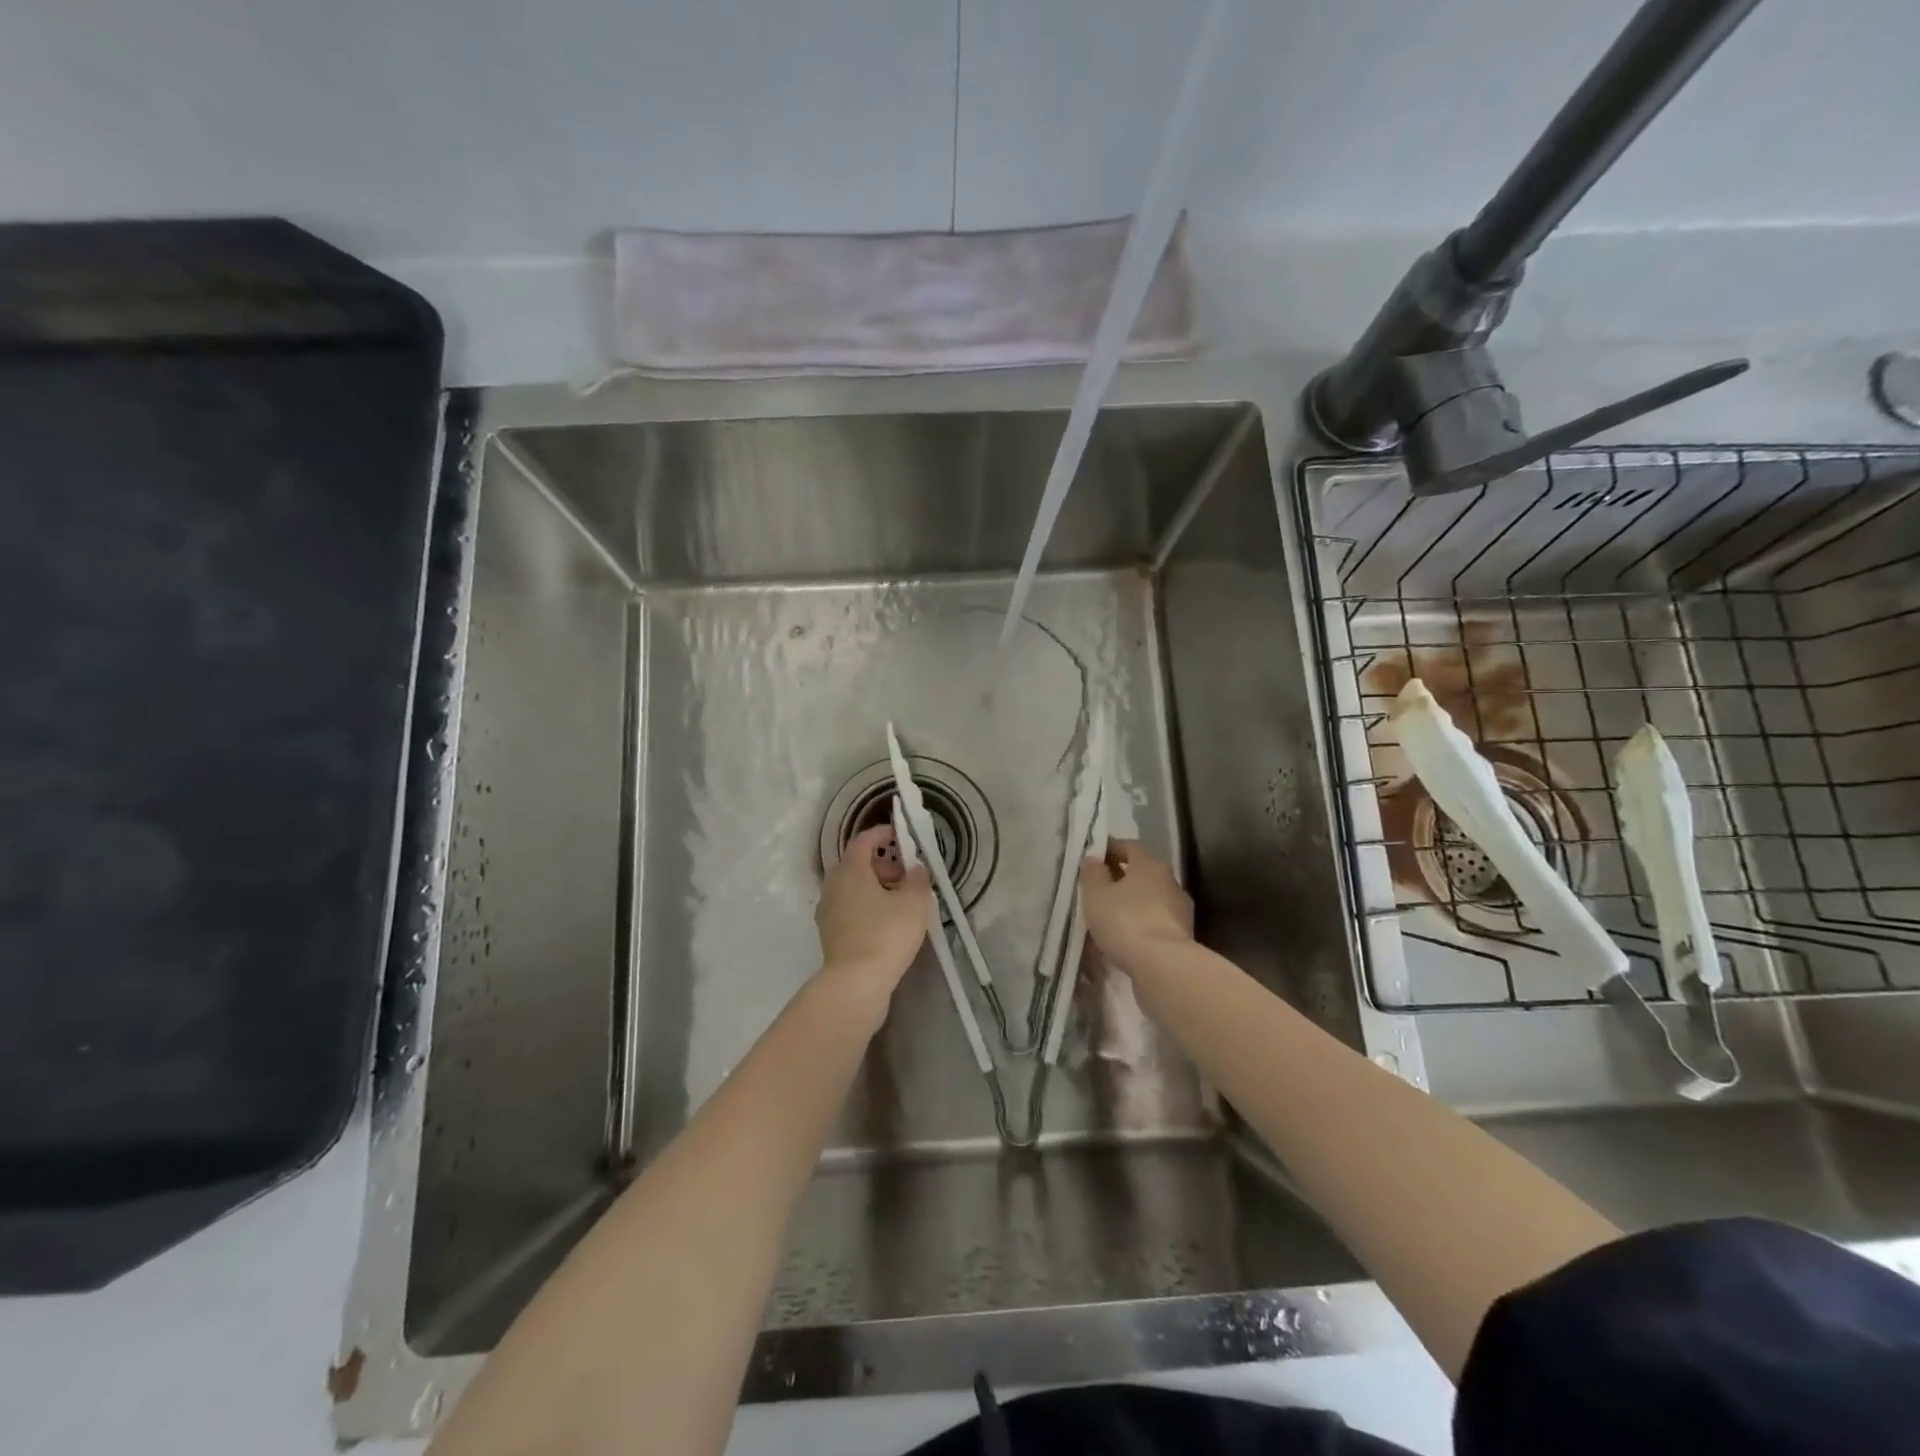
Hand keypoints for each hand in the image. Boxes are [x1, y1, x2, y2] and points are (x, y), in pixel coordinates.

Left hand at [815, 824, 931, 997]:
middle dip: (881, 864)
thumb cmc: (886, 934)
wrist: (855, 983)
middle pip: (856, 864)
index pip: (863, 840)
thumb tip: (916, 867)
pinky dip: (865, 906)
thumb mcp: (914, 903)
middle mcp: (833, 885)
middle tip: (906, 874)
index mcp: (851, 870)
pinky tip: (884, 922)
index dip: (882, 834)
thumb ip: (918, 879)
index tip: (900, 835)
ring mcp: (827, 911)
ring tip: (899, 900)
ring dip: (873, 887)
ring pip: (851, 887)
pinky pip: (848, 908)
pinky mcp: (828, 933)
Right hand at [1080, 839, 1193, 970]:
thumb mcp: (1096, 894)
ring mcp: (1179, 910)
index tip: (1093, 859)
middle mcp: (1169, 882)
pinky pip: (1154, 924)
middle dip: (1120, 880)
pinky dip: (1139, 927)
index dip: (1110, 850)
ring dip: (1130, 905)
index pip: (1130, 846)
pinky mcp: (1181, 937)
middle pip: (1142, 874)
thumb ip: (1093, 873)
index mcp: (1150, 865)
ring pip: (1149, 900)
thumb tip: (1094, 858)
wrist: (1163, 966)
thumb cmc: (1125, 921)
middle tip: (1097, 891)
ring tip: (1107, 919)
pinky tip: (1123, 940)